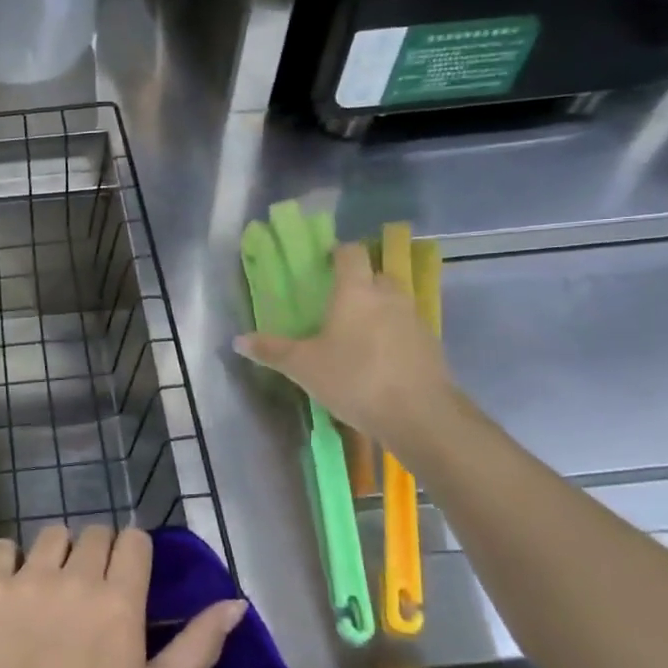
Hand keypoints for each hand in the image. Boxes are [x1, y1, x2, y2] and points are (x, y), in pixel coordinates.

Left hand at [0, 525, 246, 667]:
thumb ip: (198, 647)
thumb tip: (235, 604)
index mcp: (120, 601)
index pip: (134, 541)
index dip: (132, 553)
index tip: (125, 576)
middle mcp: (76, 577)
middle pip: (95, 532)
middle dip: (98, 551)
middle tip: (88, 587)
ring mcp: (28, 578)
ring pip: (52, 534)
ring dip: (57, 552)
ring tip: (50, 586)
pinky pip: (3, 547)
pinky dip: (10, 560)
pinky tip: (12, 587)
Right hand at [235, 241, 454, 443]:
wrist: (419, 414)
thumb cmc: (354, 379)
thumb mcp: (303, 367)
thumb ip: (272, 350)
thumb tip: (238, 340)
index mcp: (355, 291)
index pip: (350, 253)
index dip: (337, 253)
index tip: (323, 264)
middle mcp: (388, 296)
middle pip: (374, 275)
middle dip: (357, 283)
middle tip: (335, 304)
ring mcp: (413, 319)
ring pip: (392, 302)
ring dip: (375, 310)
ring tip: (354, 335)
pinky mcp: (430, 344)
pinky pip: (404, 328)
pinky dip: (391, 335)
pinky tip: (376, 360)